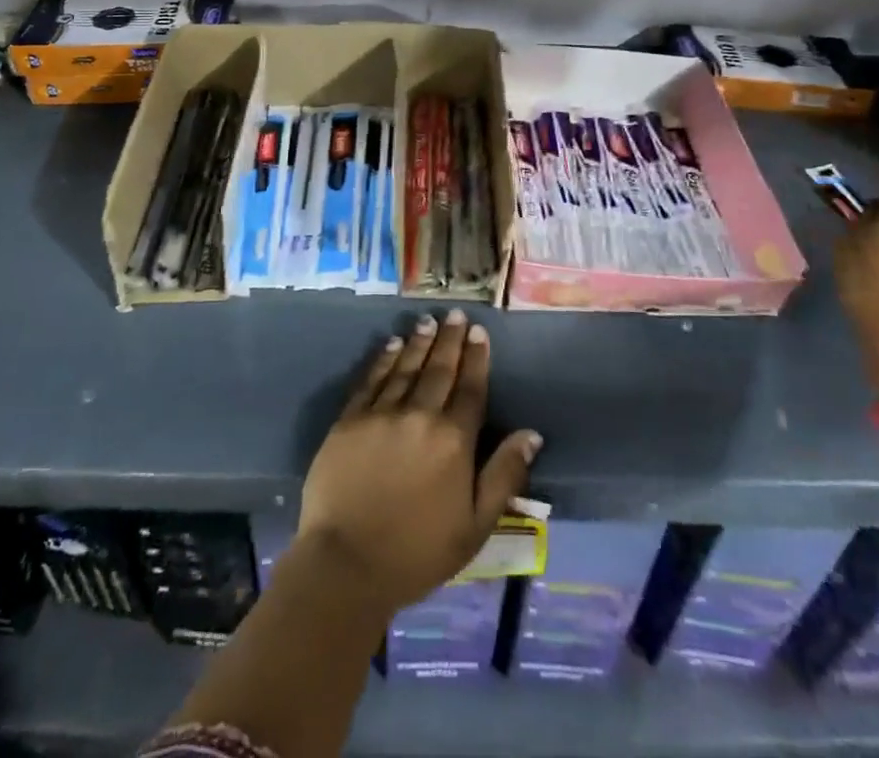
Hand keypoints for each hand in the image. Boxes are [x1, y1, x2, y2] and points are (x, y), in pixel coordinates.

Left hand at [296, 309, 542, 612]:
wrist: (347, 564)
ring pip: (405, 367)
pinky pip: (371, 380)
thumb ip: (504, 476)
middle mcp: (420, 416)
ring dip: (419, 342)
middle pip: (439, 369)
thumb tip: (531, 434)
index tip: (479, 332)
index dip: (476, 358)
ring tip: (428, 322)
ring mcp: (381, 414)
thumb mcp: (475, 526)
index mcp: (453, 440)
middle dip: (450, 339)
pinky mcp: (349, 420)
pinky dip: (383, 359)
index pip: (470, 388)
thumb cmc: (418, 552)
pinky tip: (391, 344)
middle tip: (455, 314)